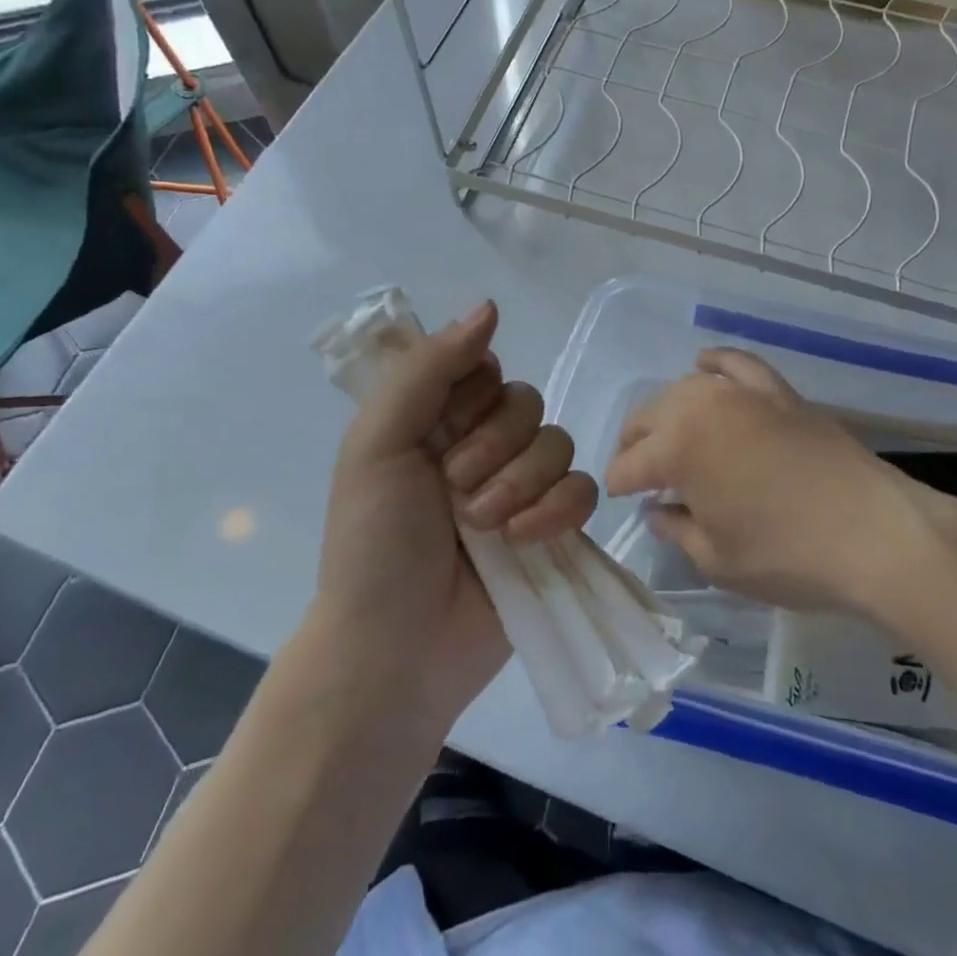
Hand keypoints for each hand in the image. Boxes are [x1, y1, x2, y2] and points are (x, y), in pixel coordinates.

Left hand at [314, 301, 596, 726]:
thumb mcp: (378, 443)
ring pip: (558, 443)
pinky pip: (583, 490)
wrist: (396, 650)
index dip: (473, 395)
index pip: (485, 368)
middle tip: (455, 491)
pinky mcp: (553, 527)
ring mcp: (521, 487)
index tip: (443, 431)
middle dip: (494, 448)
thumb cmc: (372, 543)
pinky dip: (556, 511)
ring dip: (521, 483)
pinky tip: (524, 540)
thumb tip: (490, 306)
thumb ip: (428, 369)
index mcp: (437, 419)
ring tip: (484, 527)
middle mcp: (482, 444)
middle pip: (527, 403)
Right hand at [605, 348, 956, 619]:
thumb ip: (676, 529)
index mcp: (678, 448)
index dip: (620, 484)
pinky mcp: (778, 392)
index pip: (630, 463)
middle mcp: (702, 407)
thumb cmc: (787, 556)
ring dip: (667, 410)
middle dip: (635, 444)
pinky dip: (716, 362)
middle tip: (637, 473)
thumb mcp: (717, 559)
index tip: (621, 500)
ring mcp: (743, 394)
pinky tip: (704, 365)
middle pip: (650, 417)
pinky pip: (738, 364)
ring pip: (685, 389)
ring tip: (666, 434)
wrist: (875, 534)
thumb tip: (657, 509)